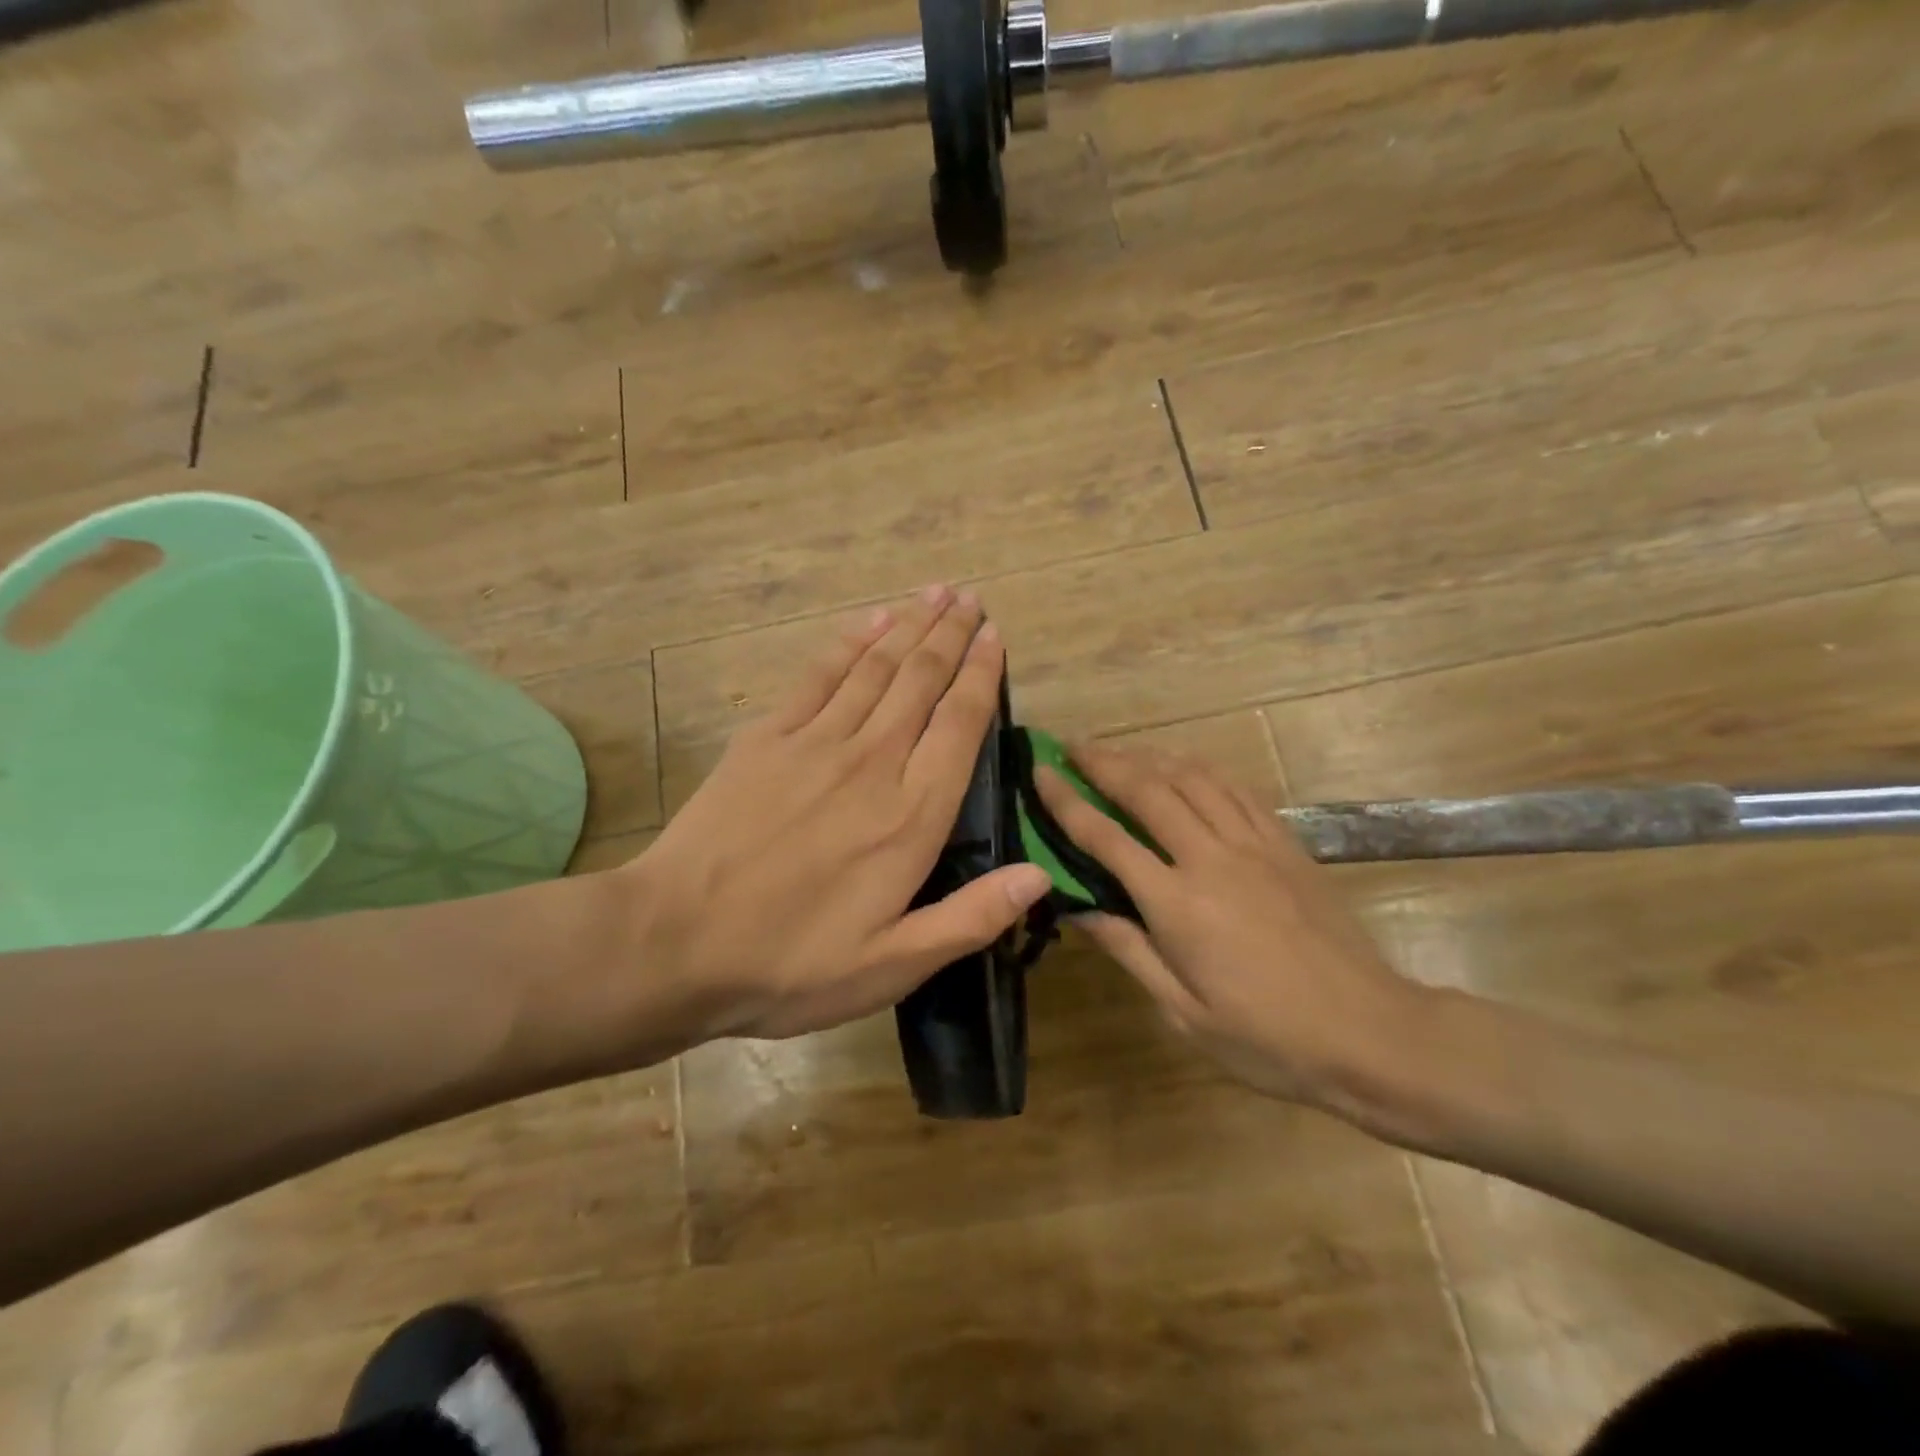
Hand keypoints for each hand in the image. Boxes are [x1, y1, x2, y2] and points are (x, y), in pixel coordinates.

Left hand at [622, 587, 1051, 1042]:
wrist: (675, 943)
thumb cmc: (791, 963)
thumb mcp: (893, 964)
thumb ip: (972, 917)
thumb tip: (1041, 876)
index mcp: (911, 817)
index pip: (960, 727)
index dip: (982, 677)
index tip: (996, 639)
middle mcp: (872, 763)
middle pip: (921, 682)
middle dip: (952, 635)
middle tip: (973, 599)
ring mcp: (815, 743)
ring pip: (877, 668)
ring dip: (911, 625)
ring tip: (937, 592)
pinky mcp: (767, 738)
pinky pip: (820, 675)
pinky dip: (850, 643)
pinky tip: (871, 621)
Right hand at [1035, 744, 1428, 1121]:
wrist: (1371, 1033)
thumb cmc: (1267, 1037)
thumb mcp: (1183, 1011)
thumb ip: (1127, 949)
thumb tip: (1075, 906)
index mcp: (1178, 904)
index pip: (1105, 837)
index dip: (1065, 801)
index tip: (1039, 772)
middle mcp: (1211, 859)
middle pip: (1147, 790)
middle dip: (1103, 761)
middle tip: (1072, 747)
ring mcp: (1254, 845)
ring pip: (1192, 778)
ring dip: (1149, 756)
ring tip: (1121, 752)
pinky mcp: (1286, 843)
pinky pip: (1235, 790)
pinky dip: (1201, 770)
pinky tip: (1185, 768)